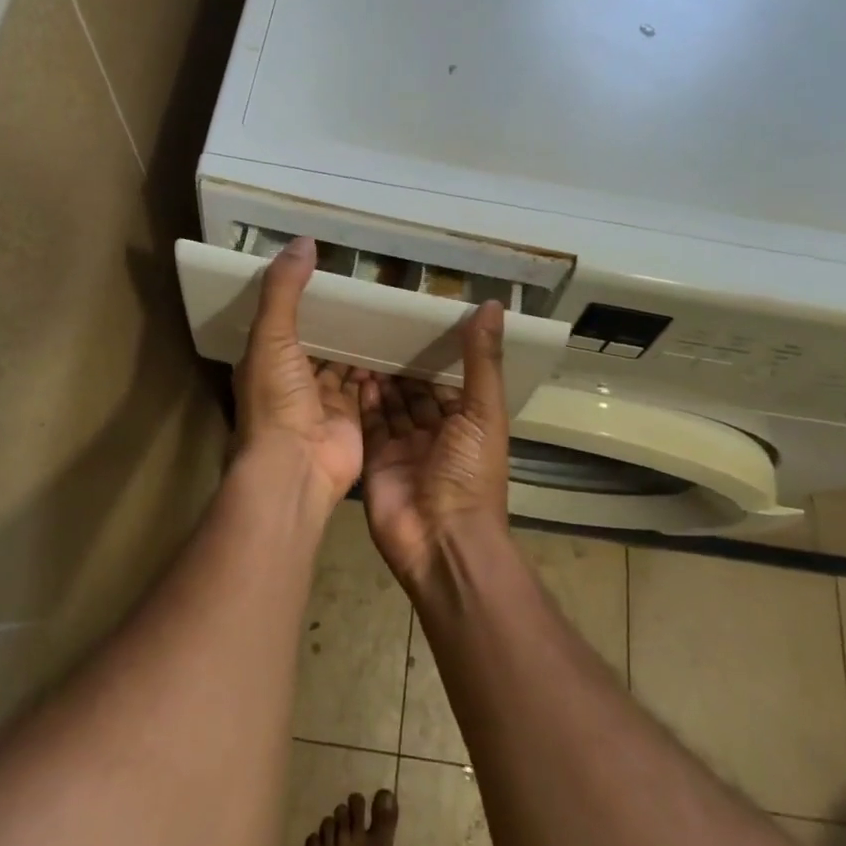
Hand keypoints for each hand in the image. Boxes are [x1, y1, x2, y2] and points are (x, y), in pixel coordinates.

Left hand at [233, 238, 363, 505]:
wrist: (296, 466)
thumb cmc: (276, 399)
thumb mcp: (272, 335)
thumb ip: (285, 289)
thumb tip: (303, 241)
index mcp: (267, 358)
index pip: (284, 319)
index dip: (302, 296)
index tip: (328, 268)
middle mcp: (293, 379)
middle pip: (318, 340)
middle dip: (339, 319)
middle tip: (369, 286)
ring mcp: (323, 400)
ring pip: (344, 362)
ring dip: (360, 342)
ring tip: (388, 308)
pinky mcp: (351, 416)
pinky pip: (367, 385)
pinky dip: (379, 368)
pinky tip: (398, 343)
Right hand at [358, 302, 510, 585]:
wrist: (441, 541)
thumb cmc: (471, 475)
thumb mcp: (483, 412)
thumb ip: (482, 360)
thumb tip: (491, 304)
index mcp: (466, 424)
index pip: (447, 381)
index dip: (434, 354)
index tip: (415, 319)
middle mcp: (435, 434)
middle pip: (415, 392)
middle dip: (402, 364)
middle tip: (379, 325)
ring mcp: (403, 448)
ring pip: (390, 405)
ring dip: (381, 378)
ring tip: (363, 340)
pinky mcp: (376, 460)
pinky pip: (369, 424)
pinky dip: (363, 400)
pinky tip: (355, 371)